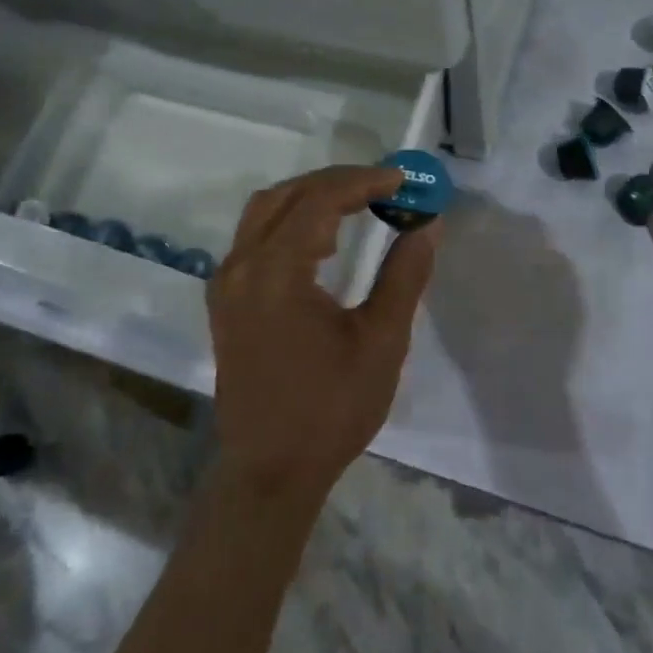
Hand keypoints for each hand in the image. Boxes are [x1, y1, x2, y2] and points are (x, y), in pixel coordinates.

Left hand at [207, 165, 440, 501]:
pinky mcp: (225, 301)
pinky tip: (323, 242)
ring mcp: (227, 283)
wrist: (270, 471)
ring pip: (264, 212)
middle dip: (337, 183)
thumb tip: (427, 224)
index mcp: (276, 272)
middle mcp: (241, 266)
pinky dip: (290, 223)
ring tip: (358, 207)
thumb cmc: (331, 410)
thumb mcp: (381, 342)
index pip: (319, 200)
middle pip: (286, 195)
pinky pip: (255, 238)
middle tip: (384, 186)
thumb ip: (404, 275)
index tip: (402, 180)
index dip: (363, 181)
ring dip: (310, 198)